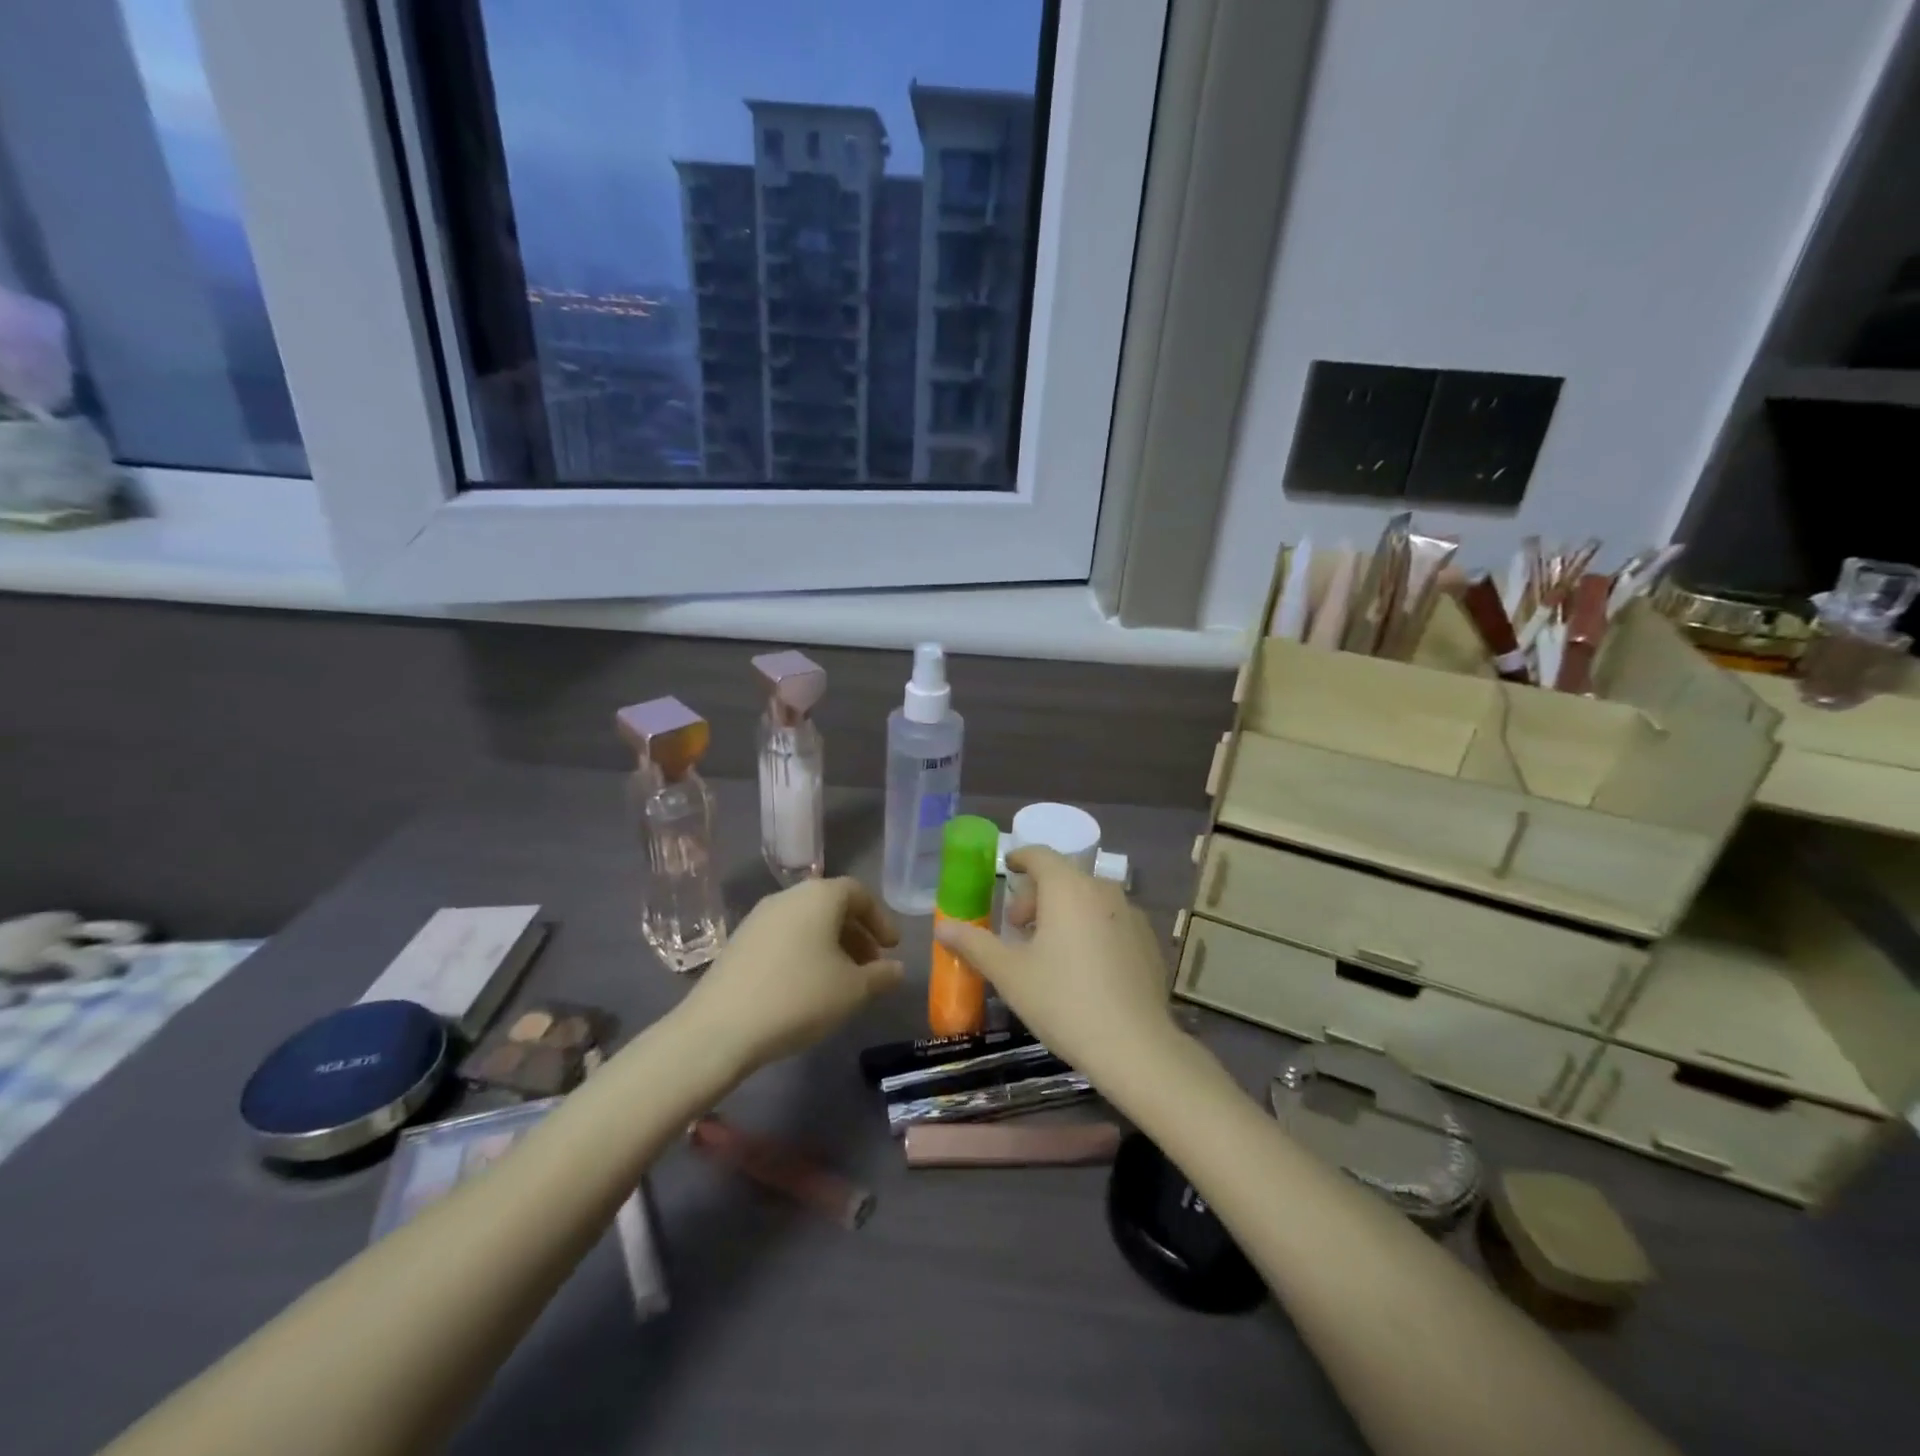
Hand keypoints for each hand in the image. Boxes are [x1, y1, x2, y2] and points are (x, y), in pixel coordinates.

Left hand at [679, 877, 903, 1073]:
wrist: (721, 1028)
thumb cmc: (799, 997)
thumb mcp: (853, 990)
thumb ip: (881, 975)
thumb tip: (896, 969)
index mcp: (819, 896)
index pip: (858, 893)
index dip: (880, 919)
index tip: (892, 948)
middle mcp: (788, 897)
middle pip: (831, 906)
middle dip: (857, 934)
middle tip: (871, 966)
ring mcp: (759, 918)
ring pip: (807, 922)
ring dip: (831, 945)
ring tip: (842, 981)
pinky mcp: (739, 942)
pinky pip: (784, 937)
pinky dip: (804, 953)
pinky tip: (807, 987)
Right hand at [933, 847, 1176, 1080]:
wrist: (1135, 1046)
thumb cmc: (1063, 1001)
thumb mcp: (1009, 973)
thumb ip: (974, 944)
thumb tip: (942, 927)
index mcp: (1068, 888)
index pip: (1040, 855)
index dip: (1019, 858)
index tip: (1006, 869)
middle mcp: (1103, 890)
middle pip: (1063, 878)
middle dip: (1036, 896)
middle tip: (1017, 928)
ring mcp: (1131, 915)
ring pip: (1088, 899)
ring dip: (1063, 912)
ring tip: (1048, 950)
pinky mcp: (1148, 941)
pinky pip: (1110, 921)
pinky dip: (1090, 929)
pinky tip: (1084, 969)